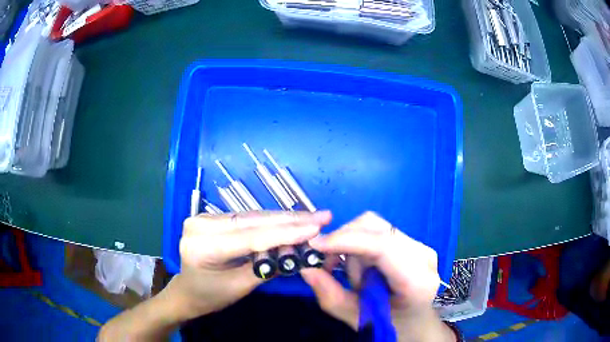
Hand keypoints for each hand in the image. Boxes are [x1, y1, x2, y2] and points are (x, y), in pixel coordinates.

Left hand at [168, 210, 331, 319]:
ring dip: (283, 218)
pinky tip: (290, 220)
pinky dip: (269, 221)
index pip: (250, 237)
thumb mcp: (240, 286)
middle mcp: (200, 224)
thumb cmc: (210, 295)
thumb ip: (266, 267)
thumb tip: (297, 252)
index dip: (286, 233)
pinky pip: (246, 219)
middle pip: (252, 221)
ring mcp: (204, 217)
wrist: (188, 291)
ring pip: (252, 217)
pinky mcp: (212, 217)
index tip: (316, 227)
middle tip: (321, 217)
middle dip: (290, 220)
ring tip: (312, 218)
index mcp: (202, 245)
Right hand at [301, 212, 454, 341]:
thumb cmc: (391, 325)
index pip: (382, 246)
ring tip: (355, 277)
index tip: (315, 245)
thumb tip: (307, 270)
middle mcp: (422, 255)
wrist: (417, 322)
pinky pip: (377, 232)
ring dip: (353, 247)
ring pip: (373, 226)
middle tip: (330, 267)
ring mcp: (419, 245)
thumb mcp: (358, 319)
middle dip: (345, 243)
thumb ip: (332, 297)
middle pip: (376, 228)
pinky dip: (360, 245)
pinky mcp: (412, 242)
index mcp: (416, 280)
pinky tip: (363, 268)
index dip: (346, 240)